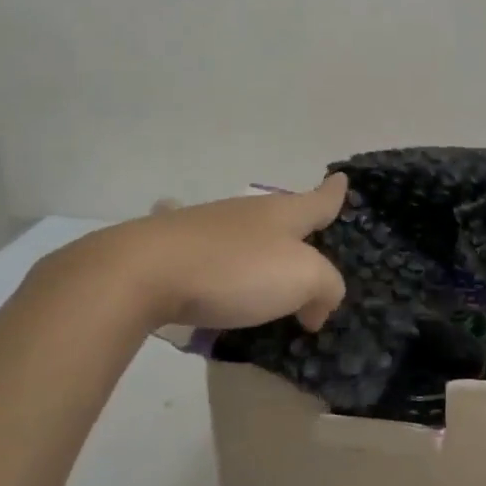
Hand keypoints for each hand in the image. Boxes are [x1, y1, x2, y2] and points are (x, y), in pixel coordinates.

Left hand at [45, 175, 349, 331]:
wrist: (143, 272)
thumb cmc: (236, 270)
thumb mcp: (303, 279)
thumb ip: (326, 288)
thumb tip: (318, 306)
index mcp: (282, 214)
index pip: (318, 200)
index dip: (334, 193)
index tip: (342, 178)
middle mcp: (247, 212)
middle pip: (281, 215)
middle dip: (297, 226)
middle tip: (310, 244)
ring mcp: (205, 225)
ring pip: (243, 232)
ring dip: (257, 248)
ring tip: (263, 270)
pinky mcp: (171, 246)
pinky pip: (204, 251)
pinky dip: (213, 259)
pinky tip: (201, 264)